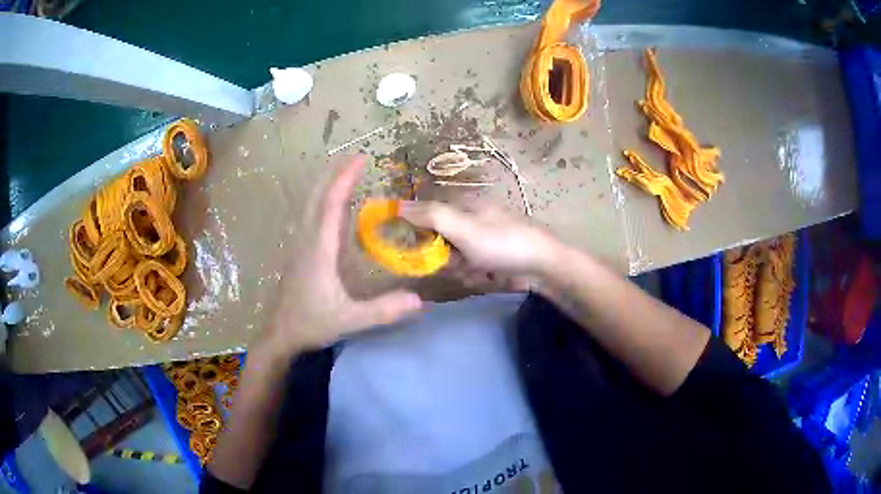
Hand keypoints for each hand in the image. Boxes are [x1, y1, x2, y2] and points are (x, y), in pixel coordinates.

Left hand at [260, 156, 422, 355]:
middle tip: (354, 157)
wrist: (279, 335)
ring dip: (326, 185)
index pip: (332, 205)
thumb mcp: (350, 319)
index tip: (360, 159)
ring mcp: (300, 246)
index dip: (345, 179)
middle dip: (335, 174)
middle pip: (317, 197)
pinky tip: (332, 206)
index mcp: (319, 250)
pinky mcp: (299, 253)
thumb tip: (420, 300)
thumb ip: (383, 310)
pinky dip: (322, 201)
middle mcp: (307, 240)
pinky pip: (310, 217)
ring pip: (311, 205)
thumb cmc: (311, 324)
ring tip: (344, 173)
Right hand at [399, 200, 561, 290]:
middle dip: (445, 256)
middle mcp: (471, 218)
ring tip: (476, 271)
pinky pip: (469, 266)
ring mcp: (482, 239)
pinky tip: (485, 277)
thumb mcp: (463, 228)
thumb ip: (430, 216)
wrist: (542, 266)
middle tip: (457, 263)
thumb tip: (397, 205)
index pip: (428, 214)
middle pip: (439, 239)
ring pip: (453, 256)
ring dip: (460, 268)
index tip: (420, 249)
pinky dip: (473, 274)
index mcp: (465, 204)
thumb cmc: (502, 243)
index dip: (421, 232)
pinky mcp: (491, 257)